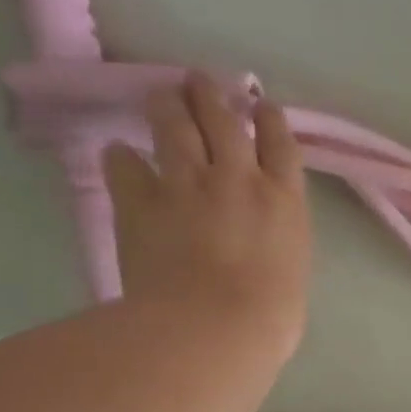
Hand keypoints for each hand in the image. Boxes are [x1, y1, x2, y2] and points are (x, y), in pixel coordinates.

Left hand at [102, 73, 311, 359]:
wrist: (213, 328)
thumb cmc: (268, 320)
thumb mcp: (292, 277)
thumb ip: (278, 246)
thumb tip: (265, 246)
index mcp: (282, 200)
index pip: (281, 144)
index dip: (270, 120)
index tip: (261, 105)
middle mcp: (237, 178)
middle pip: (224, 121)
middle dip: (212, 96)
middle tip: (200, 82)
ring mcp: (186, 184)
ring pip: (175, 126)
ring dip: (168, 105)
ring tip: (162, 95)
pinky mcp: (141, 201)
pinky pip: (125, 164)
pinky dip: (122, 157)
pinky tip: (118, 153)